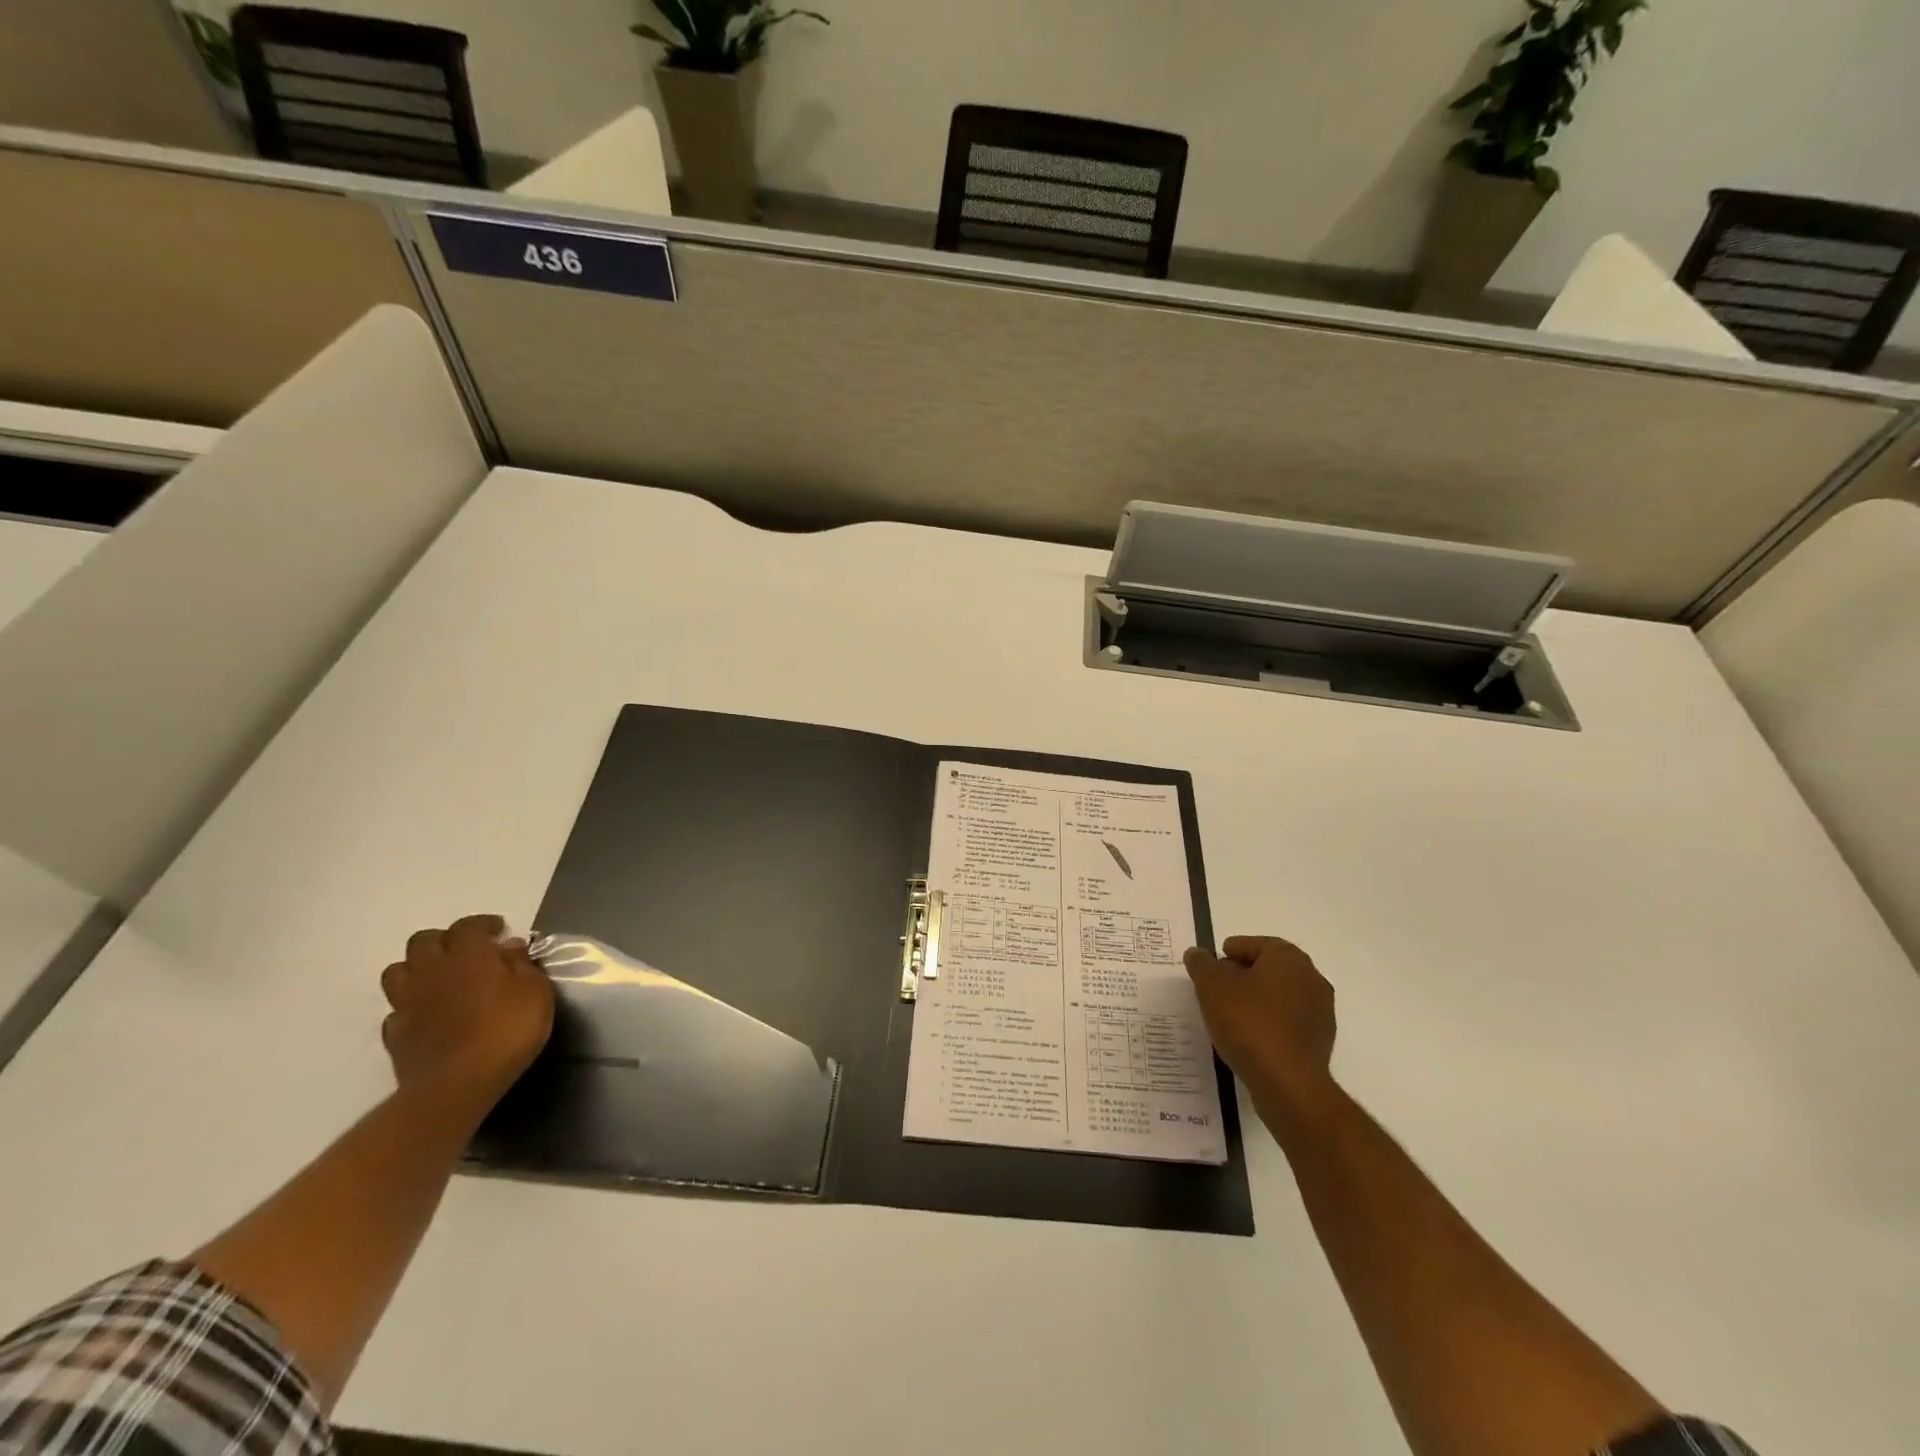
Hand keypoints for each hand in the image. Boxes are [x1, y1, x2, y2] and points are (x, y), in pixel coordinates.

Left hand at [380, 914, 554, 1115]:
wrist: (457, 1085)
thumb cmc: (507, 1030)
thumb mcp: (536, 992)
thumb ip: (523, 965)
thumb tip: (510, 946)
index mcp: (468, 955)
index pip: (467, 926)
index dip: (482, 924)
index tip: (499, 930)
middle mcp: (431, 970)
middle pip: (423, 941)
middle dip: (444, 940)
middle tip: (468, 952)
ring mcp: (407, 1002)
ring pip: (398, 970)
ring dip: (417, 968)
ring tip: (440, 978)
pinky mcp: (395, 1033)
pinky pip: (396, 1008)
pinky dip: (410, 1005)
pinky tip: (427, 1014)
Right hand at [1184, 935, 1337, 1128]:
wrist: (1289, 1085)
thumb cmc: (1249, 1024)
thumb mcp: (1211, 987)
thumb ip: (1201, 965)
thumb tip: (1197, 953)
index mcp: (1289, 958)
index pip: (1255, 944)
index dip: (1230, 952)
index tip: (1211, 967)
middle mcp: (1311, 979)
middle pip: (1269, 968)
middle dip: (1242, 975)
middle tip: (1215, 988)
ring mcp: (1321, 1012)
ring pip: (1280, 995)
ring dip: (1256, 1000)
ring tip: (1228, 1015)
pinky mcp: (1320, 1041)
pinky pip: (1288, 1021)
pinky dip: (1268, 1022)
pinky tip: (1248, 1037)